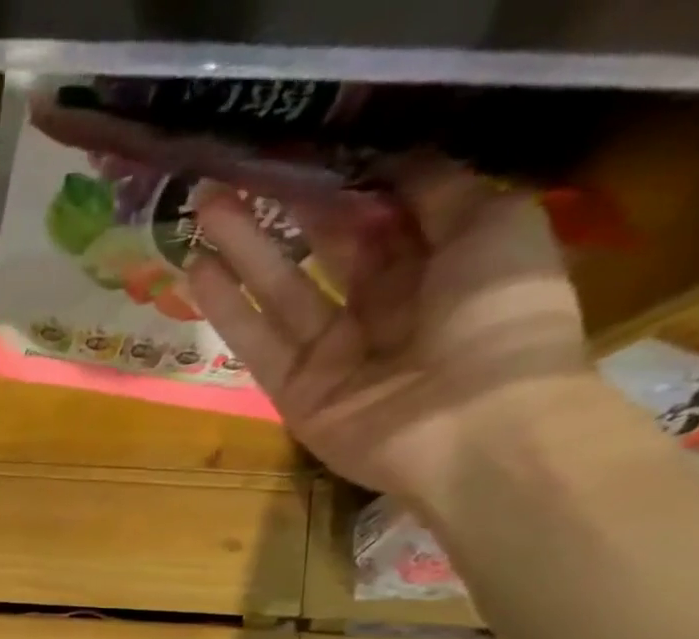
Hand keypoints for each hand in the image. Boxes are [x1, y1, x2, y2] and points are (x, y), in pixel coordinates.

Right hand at [186, 159, 592, 511]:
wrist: (476, 422)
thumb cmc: (500, 315)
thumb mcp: (493, 225)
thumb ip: (440, 192)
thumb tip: (393, 162)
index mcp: (435, 269)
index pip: (380, 222)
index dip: (345, 189)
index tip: (305, 157)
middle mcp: (379, 311)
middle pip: (322, 255)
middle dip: (283, 216)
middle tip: (237, 180)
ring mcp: (332, 357)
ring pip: (280, 294)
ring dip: (242, 253)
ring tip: (202, 211)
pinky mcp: (296, 394)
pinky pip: (258, 344)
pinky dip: (229, 309)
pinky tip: (198, 270)